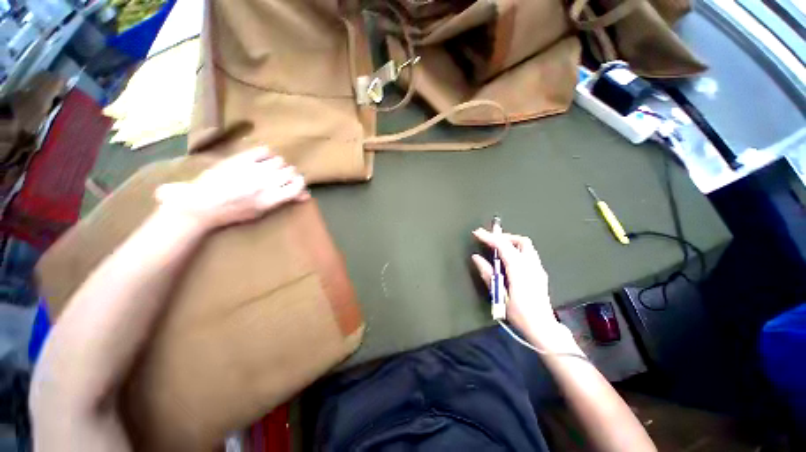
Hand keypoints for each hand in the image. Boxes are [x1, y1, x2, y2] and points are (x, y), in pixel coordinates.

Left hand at [155, 147, 308, 229]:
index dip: (299, 183)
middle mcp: (266, 183)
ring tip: (267, 169)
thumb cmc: (233, 212)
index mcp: (271, 199)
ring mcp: (254, 170)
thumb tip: (306, 195)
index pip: (298, 185)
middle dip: (288, 174)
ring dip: (277, 165)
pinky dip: (266, 154)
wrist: (201, 203)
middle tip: (279, 177)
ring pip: (279, 161)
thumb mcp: (262, 212)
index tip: (294, 183)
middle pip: (291, 171)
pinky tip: (260, 160)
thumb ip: (284, 201)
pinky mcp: (241, 159)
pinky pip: (264, 150)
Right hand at [472, 228, 572, 349]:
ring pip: (526, 246)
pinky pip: (528, 254)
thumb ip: (488, 273)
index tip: (477, 233)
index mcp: (519, 269)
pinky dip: (517, 250)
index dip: (489, 237)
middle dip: (504, 237)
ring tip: (497, 248)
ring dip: (511, 242)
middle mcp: (531, 265)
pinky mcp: (540, 273)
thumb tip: (476, 257)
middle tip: (490, 240)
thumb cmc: (519, 314)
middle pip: (520, 241)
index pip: (504, 246)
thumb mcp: (499, 294)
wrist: (542, 328)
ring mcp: (538, 268)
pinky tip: (509, 259)